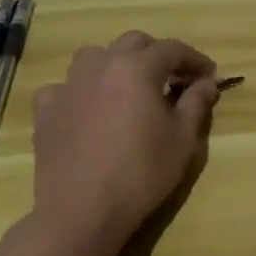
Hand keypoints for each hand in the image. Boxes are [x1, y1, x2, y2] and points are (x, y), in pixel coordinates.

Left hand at [30, 31, 219, 255]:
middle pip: (134, 43)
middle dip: (157, 54)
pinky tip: (88, 109)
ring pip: (94, 56)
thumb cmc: (142, 173)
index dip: (195, 60)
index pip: (172, 49)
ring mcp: (68, 87)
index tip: (209, 76)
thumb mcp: (183, 139)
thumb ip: (196, 103)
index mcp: (137, 68)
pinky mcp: (46, 111)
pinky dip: (80, 90)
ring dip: (116, 63)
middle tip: (173, 79)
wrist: (82, 212)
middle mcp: (101, 66)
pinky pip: (64, 87)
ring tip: (128, 87)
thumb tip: (207, 83)